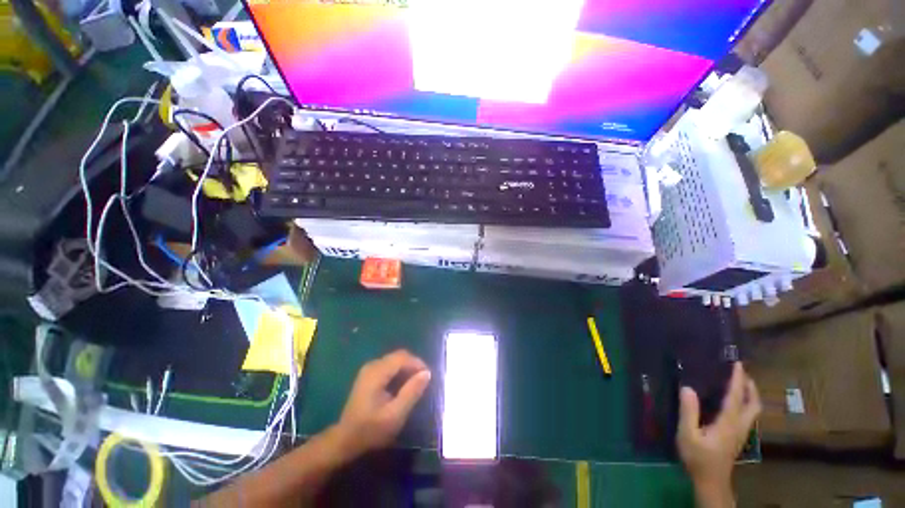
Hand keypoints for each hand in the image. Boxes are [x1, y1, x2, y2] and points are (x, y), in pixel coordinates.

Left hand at [334, 350, 431, 458]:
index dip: (417, 363)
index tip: (428, 377)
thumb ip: (411, 392)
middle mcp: (372, 365)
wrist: (345, 440)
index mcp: (377, 372)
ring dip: (407, 369)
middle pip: (399, 356)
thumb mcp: (395, 415)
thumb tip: (427, 373)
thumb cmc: (371, 430)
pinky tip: (403, 386)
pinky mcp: (369, 375)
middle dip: (413, 365)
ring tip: (415, 385)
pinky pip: (389, 366)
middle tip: (423, 382)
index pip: (402, 357)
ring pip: (395, 360)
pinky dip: (399, 372)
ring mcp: (369, 369)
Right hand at [677, 363, 760, 505]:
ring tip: (739, 383)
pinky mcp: (738, 437)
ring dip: (749, 394)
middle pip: (754, 404)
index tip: (738, 364)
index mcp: (728, 423)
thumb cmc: (698, 458)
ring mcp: (741, 432)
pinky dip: (745, 403)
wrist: (711, 481)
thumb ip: (688, 412)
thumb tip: (688, 387)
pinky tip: (734, 402)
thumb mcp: (688, 435)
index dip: (737, 380)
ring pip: (753, 410)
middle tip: (741, 372)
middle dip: (750, 387)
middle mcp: (740, 425)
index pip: (736, 397)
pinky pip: (747, 415)